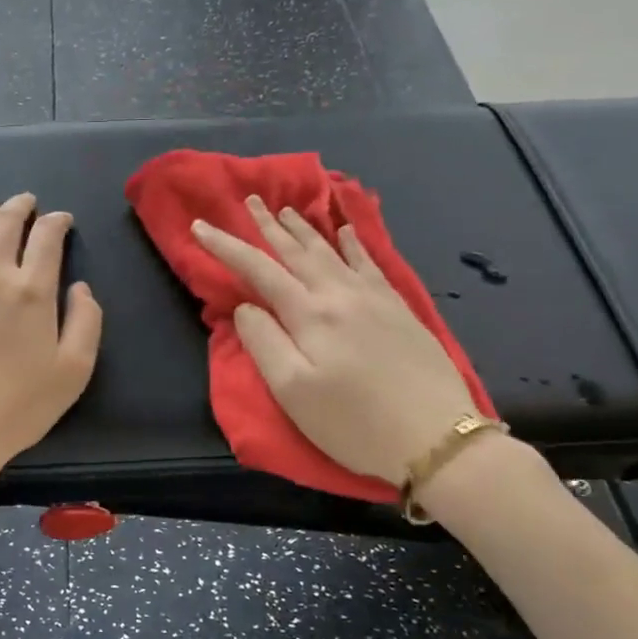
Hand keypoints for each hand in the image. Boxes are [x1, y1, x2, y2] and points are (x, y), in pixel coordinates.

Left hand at [0, 193, 103, 502]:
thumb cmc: (20, 405)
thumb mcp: (74, 370)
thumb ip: (86, 321)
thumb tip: (80, 287)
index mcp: (33, 290)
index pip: (47, 238)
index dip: (57, 222)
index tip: (62, 220)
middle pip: (5, 224)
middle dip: (19, 206)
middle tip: (27, 202)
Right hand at [192, 196, 476, 483]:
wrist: (437, 439)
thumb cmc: (353, 423)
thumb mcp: (292, 391)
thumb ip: (263, 343)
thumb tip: (246, 307)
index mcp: (309, 314)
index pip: (257, 270)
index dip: (226, 246)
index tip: (200, 226)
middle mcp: (340, 295)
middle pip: (297, 251)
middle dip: (269, 225)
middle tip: (251, 200)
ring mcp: (374, 299)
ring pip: (332, 252)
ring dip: (306, 229)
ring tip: (288, 209)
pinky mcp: (400, 310)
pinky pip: (370, 263)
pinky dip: (354, 243)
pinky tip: (347, 232)